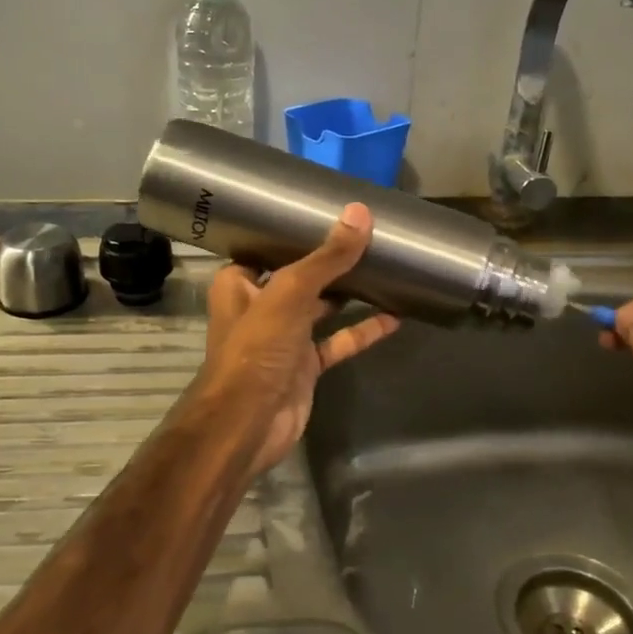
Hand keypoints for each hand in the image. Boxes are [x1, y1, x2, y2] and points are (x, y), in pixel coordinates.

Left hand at [196, 203, 400, 475]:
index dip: (292, 231)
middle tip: (366, 234)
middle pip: (298, 276)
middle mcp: (259, 306)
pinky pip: (338, 341)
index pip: (266, 247)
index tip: (326, 210)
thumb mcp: (291, 293)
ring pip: (321, 308)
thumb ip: (327, 258)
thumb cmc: (257, 350)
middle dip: (328, 259)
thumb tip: (360, 213)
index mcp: (239, 283)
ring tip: (384, 266)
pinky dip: (362, 331)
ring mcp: (284, 338)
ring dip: (348, 292)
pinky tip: (393, 316)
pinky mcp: (305, 366)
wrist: (249, 424)